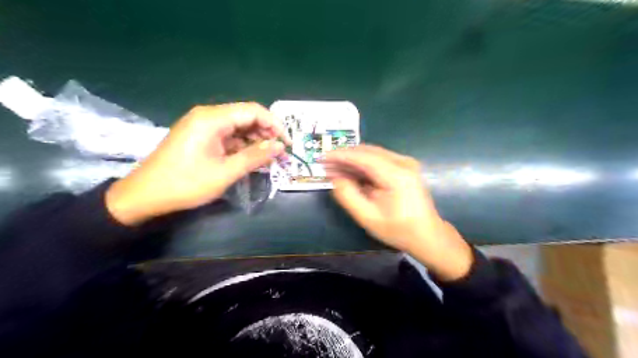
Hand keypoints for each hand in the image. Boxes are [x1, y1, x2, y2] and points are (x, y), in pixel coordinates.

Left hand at [106, 104, 288, 226]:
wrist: (145, 195)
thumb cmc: (186, 183)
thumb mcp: (226, 172)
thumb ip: (255, 156)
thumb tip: (280, 146)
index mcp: (212, 118)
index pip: (253, 111)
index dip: (274, 124)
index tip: (287, 143)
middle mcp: (208, 116)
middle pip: (246, 116)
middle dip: (266, 133)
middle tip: (280, 153)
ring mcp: (202, 125)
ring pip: (238, 126)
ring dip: (255, 140)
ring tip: (269, 157)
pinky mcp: (200, 136)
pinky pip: (228, 135)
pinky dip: (242, 145)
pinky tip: (251, 158)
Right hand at [324, 144, 472, 280]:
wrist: (427, 235)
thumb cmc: (398, 230)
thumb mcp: (368, 217)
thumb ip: (348, 196)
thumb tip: (335, 178)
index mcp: (397, 175)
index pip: (363, 157)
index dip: (340, 155)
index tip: (322, 157)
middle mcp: (403, 163)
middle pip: (367, 151)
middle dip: (344, 157)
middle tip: (325, 165)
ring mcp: (406, 163)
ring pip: (372, 154)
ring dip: (352, 160)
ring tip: (334, 169)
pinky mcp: (405, 167)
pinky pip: (378, 160)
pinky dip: (362, 165)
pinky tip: (350, 172)